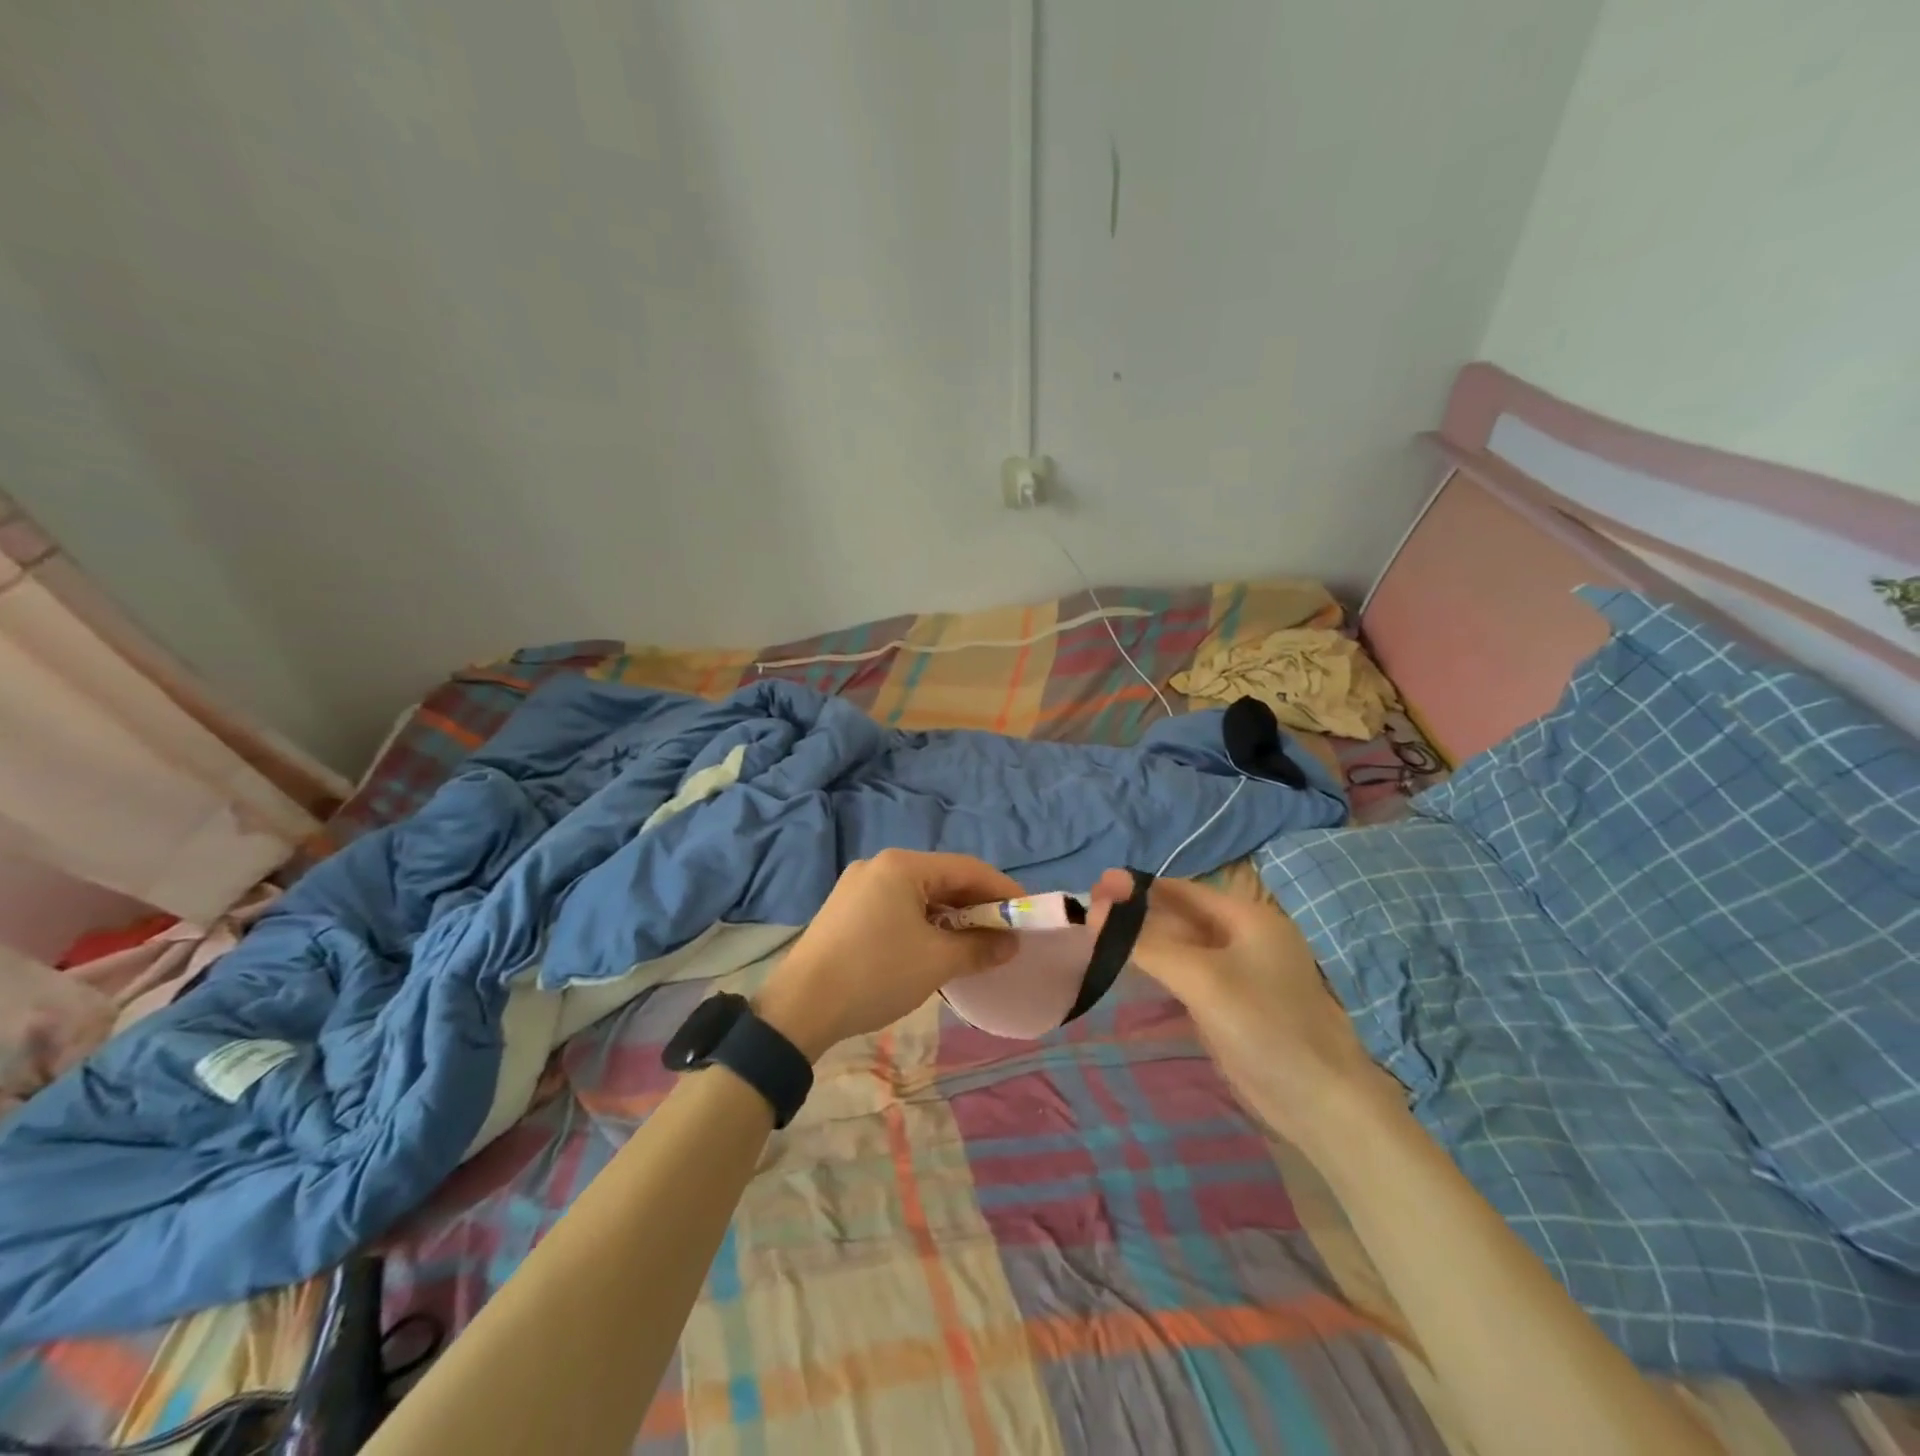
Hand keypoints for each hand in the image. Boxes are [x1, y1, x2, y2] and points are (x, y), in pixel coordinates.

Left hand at [754, 850, 1022, 1059]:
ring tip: (973, 946)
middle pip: (942, 879)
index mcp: (901, 866)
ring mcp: (857, 887)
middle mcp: (879, 866)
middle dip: (976, 907)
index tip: (1027, 914)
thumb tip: (1011, 943)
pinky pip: (897, 908)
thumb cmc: (875, 974)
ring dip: (950, 918)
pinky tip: (934, 949)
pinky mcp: (845, 911)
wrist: (799, 1008)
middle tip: (1004, 934)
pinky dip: (923, 924)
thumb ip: (980, 947)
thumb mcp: (936, 962)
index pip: (967, 868)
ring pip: (919, 896)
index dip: (1002, 890)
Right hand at [1086, 869, 1389, 1148]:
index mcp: (1247, 918)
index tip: (1095, 886)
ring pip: (1180, 947)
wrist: (1319, 1102)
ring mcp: (1236, 974)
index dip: (1138, 887)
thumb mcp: (1201, 978)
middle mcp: (1242, 939)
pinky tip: (1127, 971)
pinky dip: (1156, 969)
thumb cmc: (1265, 1026)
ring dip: (1142, 941)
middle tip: (1088, 913)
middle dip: (1136, 913)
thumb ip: (1147, 943)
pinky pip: (1184, 976)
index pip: (1182, 890)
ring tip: (1097, 937)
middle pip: (1179, 916)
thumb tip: (1094, 910)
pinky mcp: (1229, 1006)